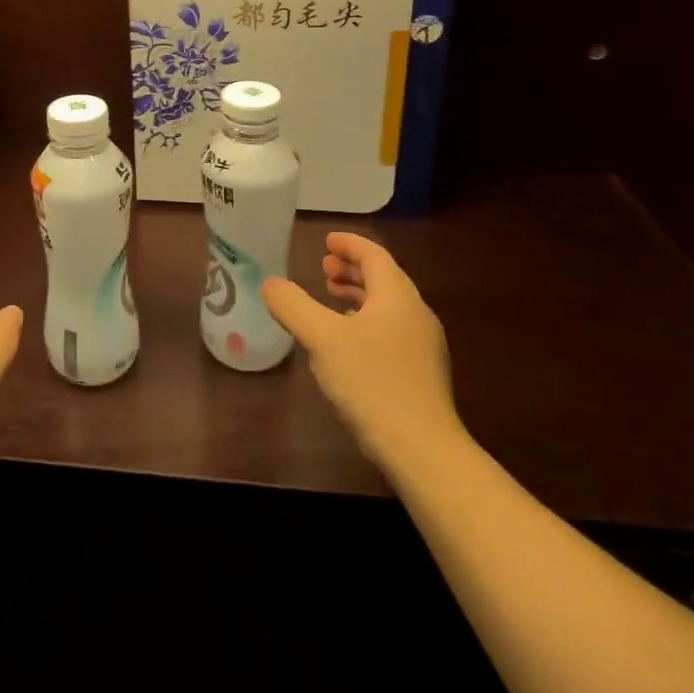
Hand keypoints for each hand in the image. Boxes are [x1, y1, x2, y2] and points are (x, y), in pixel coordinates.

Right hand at [263, 233, 463, 474]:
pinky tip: (348, 344)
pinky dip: (367, 321)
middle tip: (324, 269)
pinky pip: (391, 330)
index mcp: (396, 296)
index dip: (349, 244)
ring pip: (388, 306)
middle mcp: (415, 314)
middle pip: (383, 278)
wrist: (423, 451)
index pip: (374, 255)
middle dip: (352, 269)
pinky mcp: (421, 374)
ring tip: (331, 299)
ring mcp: (423, 346)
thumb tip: (270, 284)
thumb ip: (293, 306)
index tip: (326, 241)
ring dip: (359, 296)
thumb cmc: (372, 383)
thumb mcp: (322, 339)